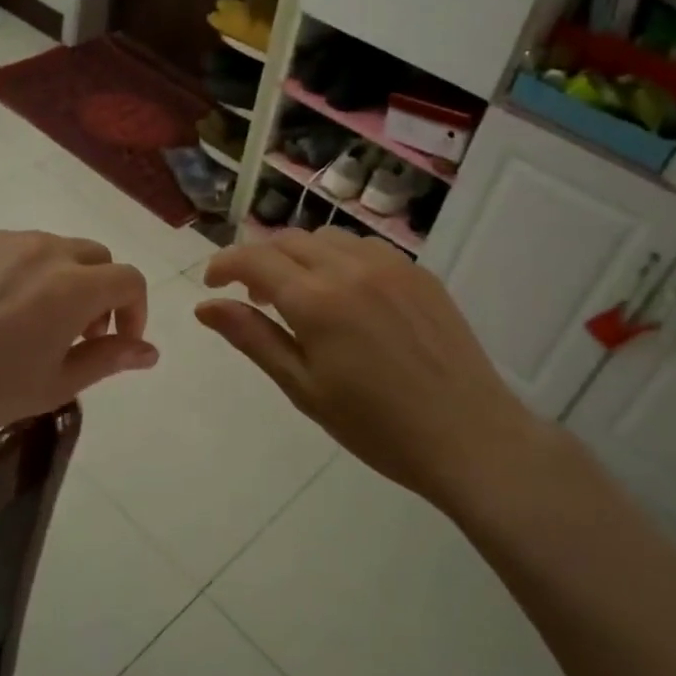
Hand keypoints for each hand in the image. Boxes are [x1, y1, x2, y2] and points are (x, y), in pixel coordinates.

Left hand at [0, 231, 156, 449]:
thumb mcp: (55, 385)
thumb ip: (109, 359)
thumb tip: (150, 351)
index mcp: (72, 286)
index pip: (129, 279)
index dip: (135, 310)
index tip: (117, 340)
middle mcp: (42, 250)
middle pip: (95, 256)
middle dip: (101, 290)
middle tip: (78, 332)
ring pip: (52, 247)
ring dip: (61, 278)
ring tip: (32, 320)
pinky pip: (9, 247)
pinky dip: (19, 270)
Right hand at [196, 227, 556, 510]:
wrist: (469, 437)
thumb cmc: (376, 426)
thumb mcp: (302, 387)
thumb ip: (252, 338)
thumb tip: (205, 306)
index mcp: (317, 300)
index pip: (254, 259)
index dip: (225, 263)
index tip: (212, 283)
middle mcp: (351, 267)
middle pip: (288, 240)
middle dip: (259, 259)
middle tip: (252, 296)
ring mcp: (391, 264)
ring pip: (326, 238)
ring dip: (298, 255)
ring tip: (297, 294)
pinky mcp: (419, 273)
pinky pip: (363, 247)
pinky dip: (337, 257)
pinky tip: (343, 294)